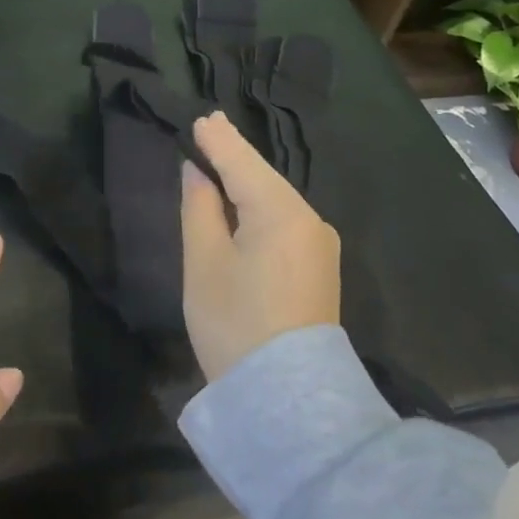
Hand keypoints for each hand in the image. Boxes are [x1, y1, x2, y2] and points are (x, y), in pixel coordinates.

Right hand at [180, 111, 340, 381]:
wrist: (288, 400)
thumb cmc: (235, 325)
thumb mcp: (204, 262)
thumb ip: (199, 208)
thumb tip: (198, 173)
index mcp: (281, 212)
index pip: (243, 162)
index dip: (218, 140)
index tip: (200, 118)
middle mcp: (310, 220)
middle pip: (263, 178)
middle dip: (233, 155)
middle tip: (207, 128)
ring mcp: (320, 245)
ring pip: (275, 199)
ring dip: (246, 180)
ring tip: (219, 157)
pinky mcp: (320, 267)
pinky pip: (284, 221)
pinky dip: (260, 206)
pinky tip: (243, 200)